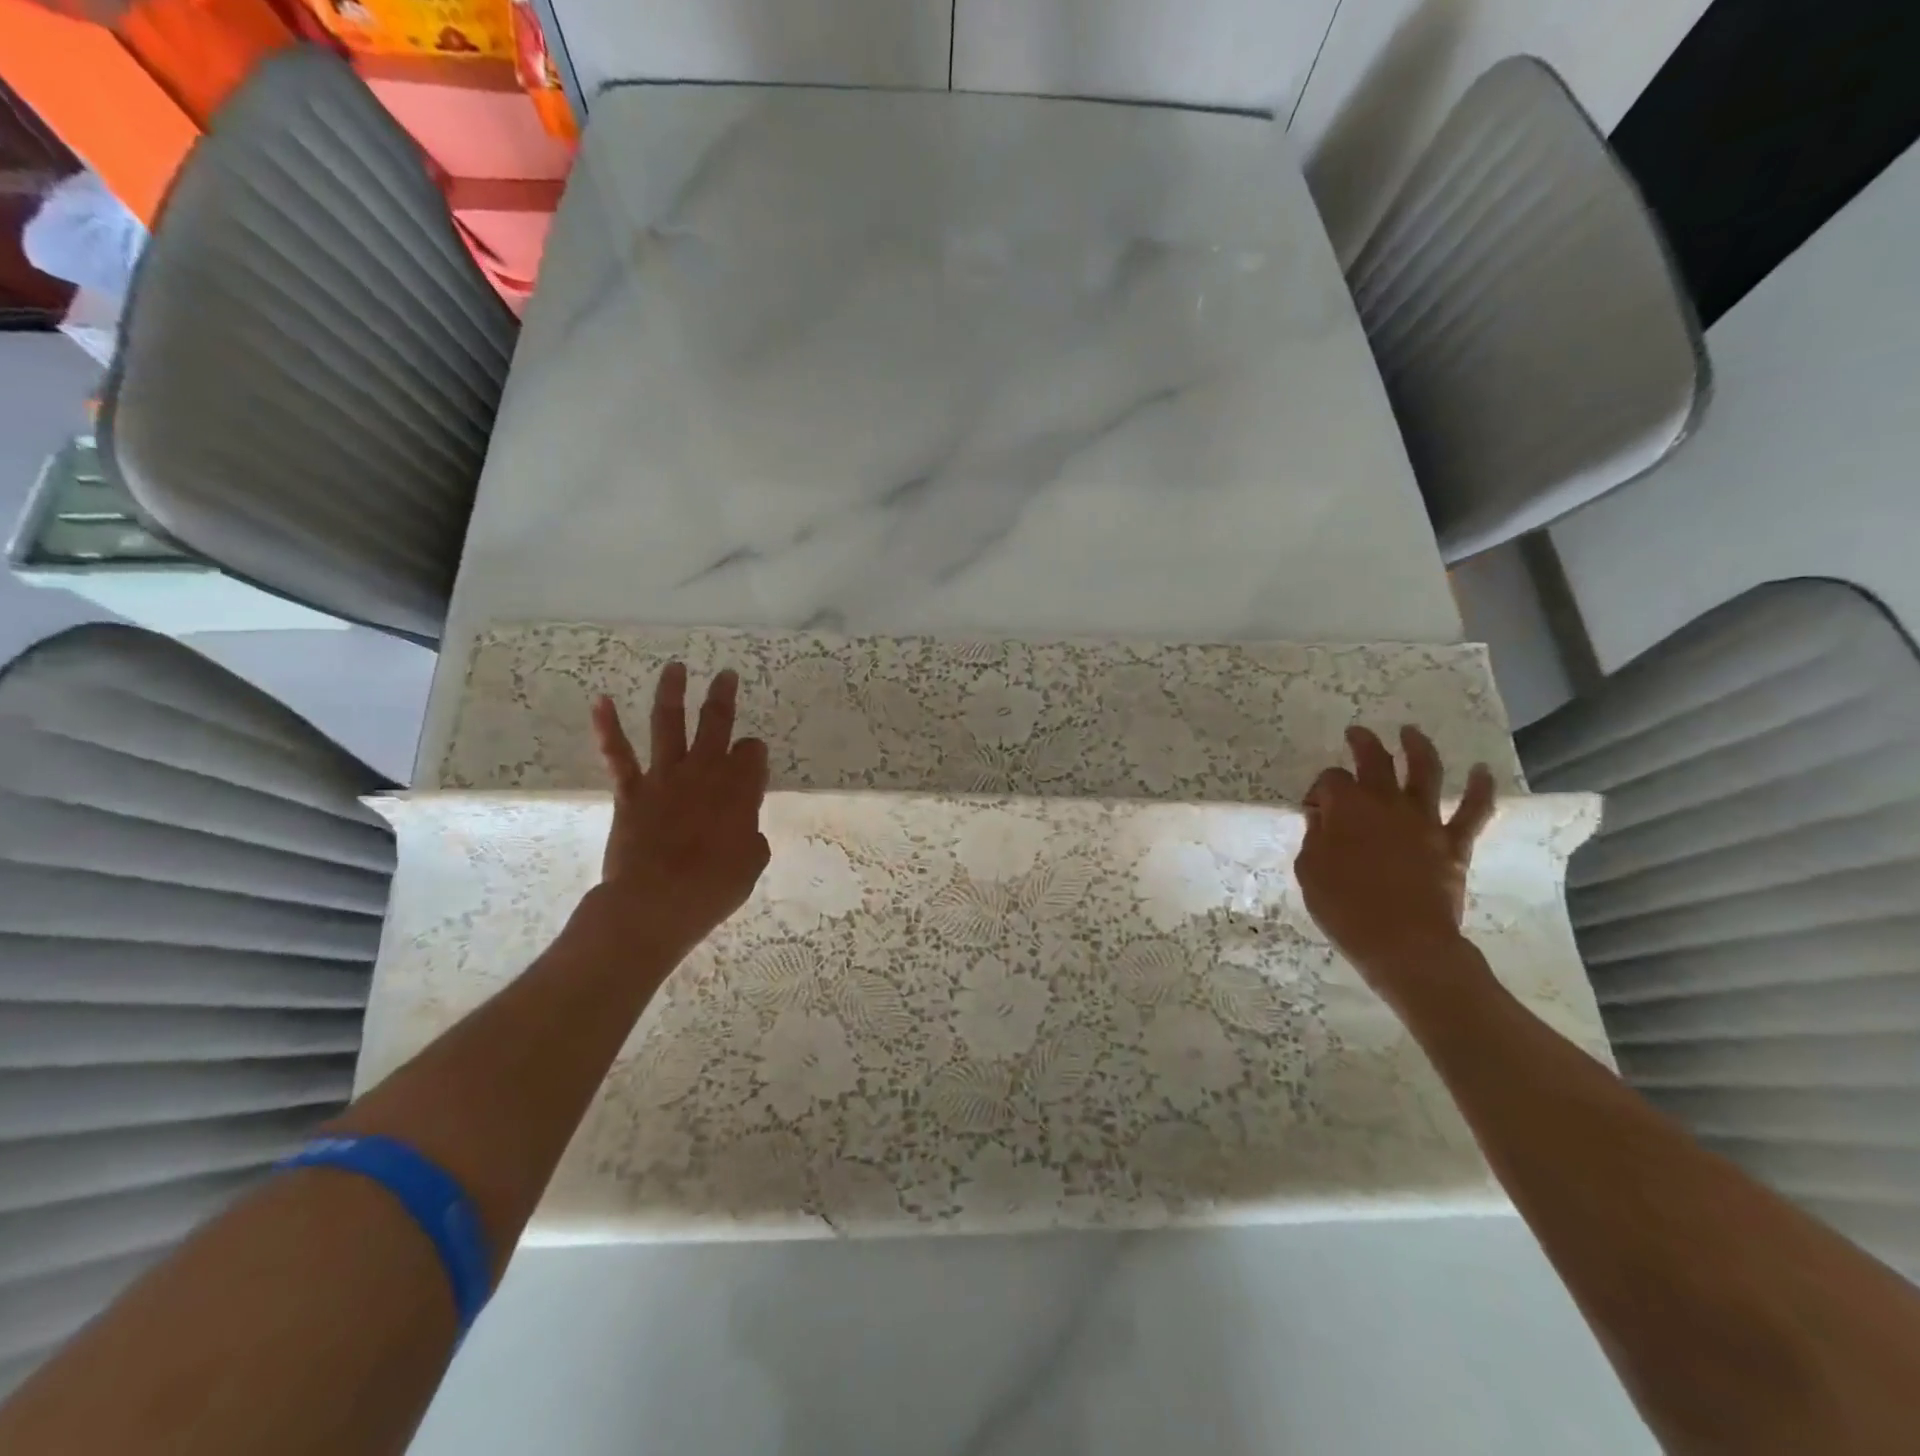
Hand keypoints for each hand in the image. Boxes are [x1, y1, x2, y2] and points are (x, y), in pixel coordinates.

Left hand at [582, 662, 771, 962]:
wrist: (656, 902)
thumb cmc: (713, 887)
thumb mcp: (751, 862)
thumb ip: (750, 835)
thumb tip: (742, 828)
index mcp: (740, 788)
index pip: (753, 753)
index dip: (754, 755)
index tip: (751, 764)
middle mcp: (704, 771)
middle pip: (717, 723)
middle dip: (723, 697)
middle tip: (727, 676)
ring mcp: (665, 777)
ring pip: (669, 724)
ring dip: (672, 693)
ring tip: (676, 668)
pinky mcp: (632, 791)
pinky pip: (618, 755)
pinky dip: (608, 726)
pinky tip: (601, 700)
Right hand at [1294, 725, 1495, 996]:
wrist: (1404, 943)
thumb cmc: (1344, 908)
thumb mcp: (1309, 871)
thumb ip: (1315, 837)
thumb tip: (1324, 819)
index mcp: (1346, 807)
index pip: (1330, 781)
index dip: (1319, 790)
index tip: (1314, 811)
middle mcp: (1386, 803)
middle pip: (1375, 760)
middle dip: (1364, 743)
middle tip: (1357, 734)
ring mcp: (1424, 820)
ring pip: (1425, 771)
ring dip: (1417, 747)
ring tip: (1411, 733)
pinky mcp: (1453, 843)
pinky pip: (1473, 811)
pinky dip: (1480, 788)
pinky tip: (1481, 771)